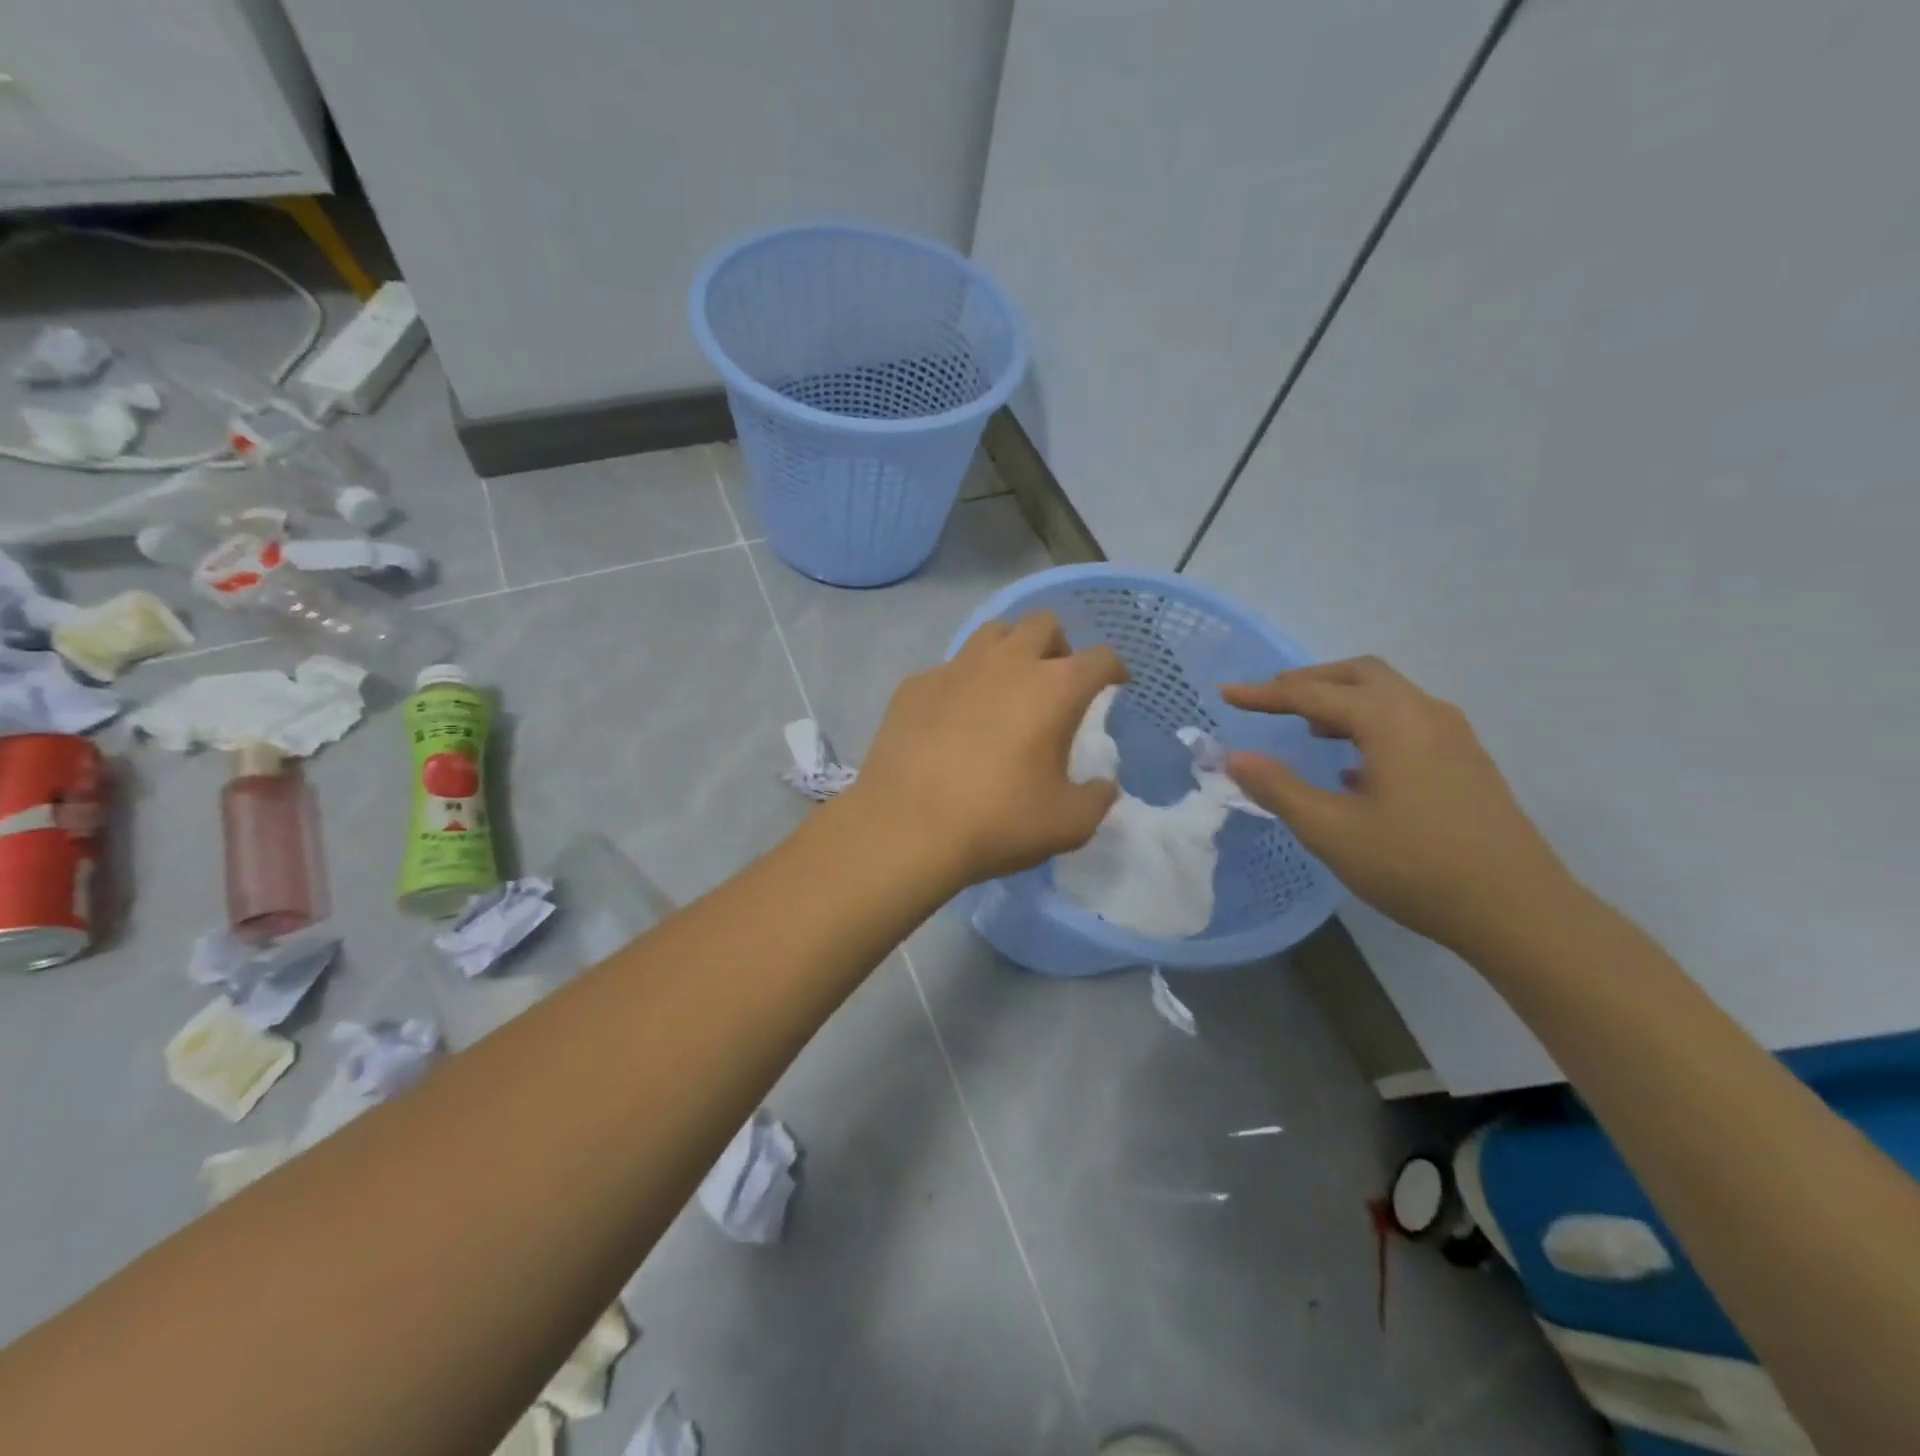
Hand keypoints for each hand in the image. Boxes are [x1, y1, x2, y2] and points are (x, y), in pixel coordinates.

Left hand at [847, 612, 1126, 885]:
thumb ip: (1096, 799)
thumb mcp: (1068, 824)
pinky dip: (963, 683)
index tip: (1114, 684)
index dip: (1113, 669)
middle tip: (1055, 681)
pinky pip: (949, 668)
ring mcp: (956, 668)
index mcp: (1055, 688)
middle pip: (1043, 623)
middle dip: (1058, 645)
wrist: (907, 826)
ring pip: (993, 633)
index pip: (1100, 658)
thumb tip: (1103, 786)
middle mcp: (1008, 663)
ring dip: (1010, 650)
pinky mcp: (915, 684)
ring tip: (1007, 687)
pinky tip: (954, 717)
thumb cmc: (998, 821)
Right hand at [1222, 657, 1572, 954]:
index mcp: (1390, 721)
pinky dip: (1369, 722)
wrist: (1518, 910)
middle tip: (1269, 700)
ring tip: (1307, 726)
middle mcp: (1424, 713)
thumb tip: (1234, 757)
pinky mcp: (1465, 760)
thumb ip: (1278, 788)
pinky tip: (1353, 765)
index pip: (1313, 692)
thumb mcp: (1331, 830)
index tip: (1226, 694)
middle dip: (1308, 681)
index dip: (1264, 694)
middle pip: (1359, 674)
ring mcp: (1453, 735)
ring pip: (1388, 694)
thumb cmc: (1415, 866)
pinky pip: (1408, 719)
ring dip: (1341, 699)